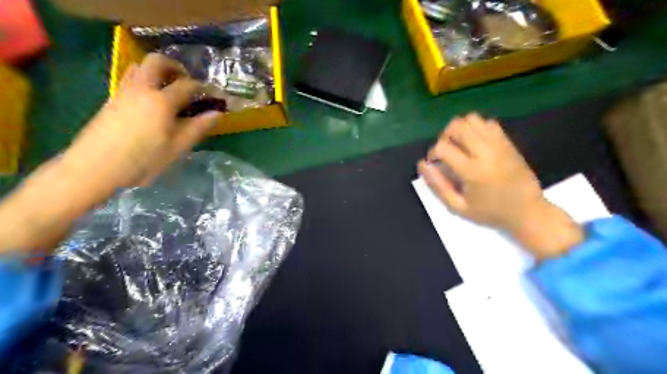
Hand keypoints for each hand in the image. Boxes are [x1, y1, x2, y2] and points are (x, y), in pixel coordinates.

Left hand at [61, 52, 220, 191]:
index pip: (187, 85)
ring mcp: (124, 92)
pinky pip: (130, 78)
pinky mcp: (112, 99)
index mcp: (161, 101)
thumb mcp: (178, 147)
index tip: (214, 95)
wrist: (96, 167)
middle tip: (187, 81)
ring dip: (158, 71)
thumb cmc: (143, 160)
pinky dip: (145, 79)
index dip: (203, 87)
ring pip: (140, 66)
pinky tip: (152, 100)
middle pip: (157, 62)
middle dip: (175, 66)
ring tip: (170, 88)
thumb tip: (218, 113)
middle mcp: (142, 89)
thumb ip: (198, 127)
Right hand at [418, 115, 581, 259]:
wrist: (528, 211)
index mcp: (472, 171)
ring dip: (460, 129)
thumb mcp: (458, 207)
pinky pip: (488, 123)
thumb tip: (422, 164)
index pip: (443, 147)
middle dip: (445, 136)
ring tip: (460, 146)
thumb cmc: (490, 213)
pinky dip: (476, 128)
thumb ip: (437, 185)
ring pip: (472, 119)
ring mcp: (499, 144)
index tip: (435, 164)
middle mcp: (486, 152)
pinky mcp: (508, 142)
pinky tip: (475, 144)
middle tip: (447, 152)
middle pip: (457, 126)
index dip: (432, 153)